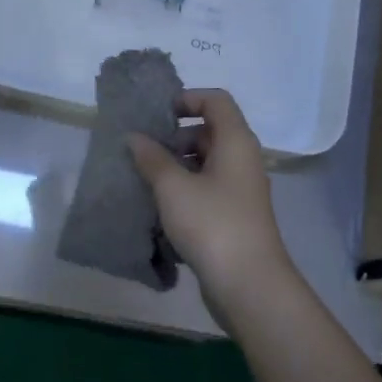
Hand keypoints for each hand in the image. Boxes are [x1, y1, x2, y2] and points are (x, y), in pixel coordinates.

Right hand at [127, 89, 294, 311]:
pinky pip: (207, 190)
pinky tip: (159, 209)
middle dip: (175, 137)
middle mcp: (243, 160)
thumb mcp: (173, 187)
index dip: (187, 98)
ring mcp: (240, 191)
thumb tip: (134, 137)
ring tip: (145, 181)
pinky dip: (184, 191)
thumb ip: (151, 158)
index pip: (216, 100)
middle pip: (210, 132)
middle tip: (143, 152)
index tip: (156, 115)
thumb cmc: (211, 224)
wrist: (247, 283)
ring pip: (206, 164)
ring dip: (176, 167)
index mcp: (236, 142)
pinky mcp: (234, 217)